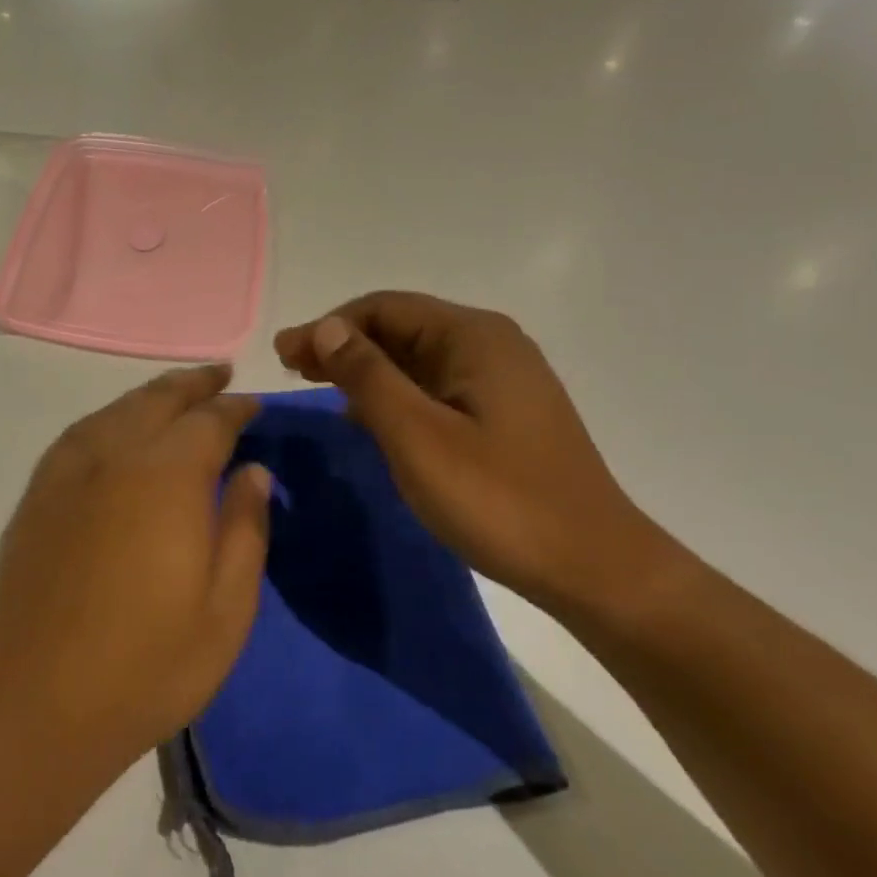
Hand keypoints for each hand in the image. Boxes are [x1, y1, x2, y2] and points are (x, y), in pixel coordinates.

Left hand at [0, 366, 270, 772]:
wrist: (41, 702)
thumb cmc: (150, 664)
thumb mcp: (226, 608)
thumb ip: (244, 528)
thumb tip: (254, 470)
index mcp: (167, 477)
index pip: (209, 421)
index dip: (236, 408)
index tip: (254, 405)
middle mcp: (114, 456)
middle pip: (158, 400)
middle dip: (193, 385)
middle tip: (219, 374)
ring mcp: (68, 472)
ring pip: (115, 410)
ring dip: (150, 395)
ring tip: (175, 393)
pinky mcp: (37, 495)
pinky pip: (79, 434)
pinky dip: (108, 417)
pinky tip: (115, 427)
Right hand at [275, 292, 662, 614]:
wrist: (592, 568)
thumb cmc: (498, 499)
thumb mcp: (418, 436)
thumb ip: (368, 376)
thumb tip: (328, 328)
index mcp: (473, 337)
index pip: (384, 308)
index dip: (328, 327)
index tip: (284, 355)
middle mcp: (490, 345)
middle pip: (400, 327)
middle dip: (342, 344)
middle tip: (290, 368)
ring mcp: (500, 380)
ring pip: (416, 358)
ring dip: (365, 369)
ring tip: (318, 386)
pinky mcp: (502, 413)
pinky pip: (434, 386)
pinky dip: (393, 393)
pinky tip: (367, 416)